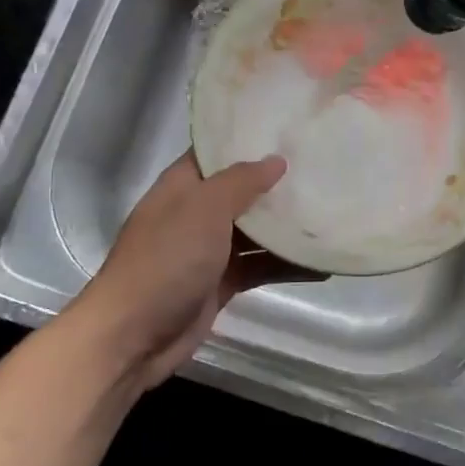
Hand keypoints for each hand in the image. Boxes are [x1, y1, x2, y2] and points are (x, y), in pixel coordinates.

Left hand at [84, 151, 320, 389]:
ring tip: (332, 211)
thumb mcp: (203, 209)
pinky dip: (287, 265)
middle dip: (278, 182)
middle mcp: (196, 213)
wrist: (132, 336)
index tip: (291, 129)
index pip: (218, 151)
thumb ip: (241, 182)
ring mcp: (209, 250)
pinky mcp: (222, 282)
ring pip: (256, 230)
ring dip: (288, 226)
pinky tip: (323, 265)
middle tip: (324, 166)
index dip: (250, 139)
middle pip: (243, 190)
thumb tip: (276, 161)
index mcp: (184, 186)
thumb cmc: (165, 260)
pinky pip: (260, 266)